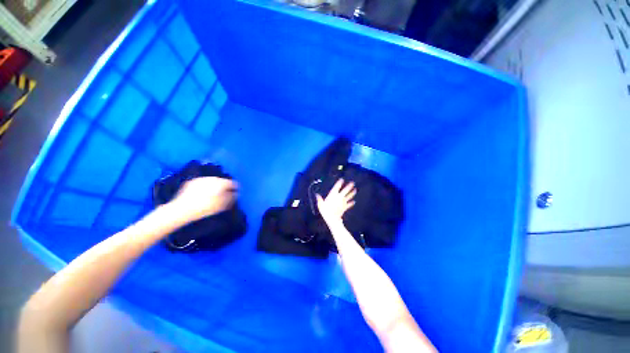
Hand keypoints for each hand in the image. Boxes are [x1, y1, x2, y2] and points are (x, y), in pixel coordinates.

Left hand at [169, 177, 237, 221]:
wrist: (181, 209)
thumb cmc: (204, 208)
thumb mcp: (222, 205)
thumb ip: (231, 198)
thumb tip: (236, 194)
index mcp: (220, 183)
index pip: (232, 183)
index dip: (235, 188)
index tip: (236, 193)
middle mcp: (211, 178)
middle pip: (222, 181)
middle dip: (224, 187)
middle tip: (225, 194)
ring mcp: (200, 179)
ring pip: (212, 181)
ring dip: (215, 186)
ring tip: (214, 194)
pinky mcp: (191, 182)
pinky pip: (202, 183)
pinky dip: (205, 187)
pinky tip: (203, 194)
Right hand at [316, 178, 356, 222]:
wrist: (332, 218)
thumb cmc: (325, 211)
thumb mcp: (320, 204)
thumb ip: (319, 199)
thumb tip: (317, 194)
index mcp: (333, 195)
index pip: (337, 187)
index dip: (339, 183)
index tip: (342, 179)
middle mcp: (339, 197)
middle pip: (345, 190)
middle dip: (349, 186)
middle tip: (352, 183)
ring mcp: (343, 202)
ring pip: (349, 196)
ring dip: (352, 193)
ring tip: (355, 190)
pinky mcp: (345, 207)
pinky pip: (349, 204)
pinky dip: (351, 203)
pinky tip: (354, 202)